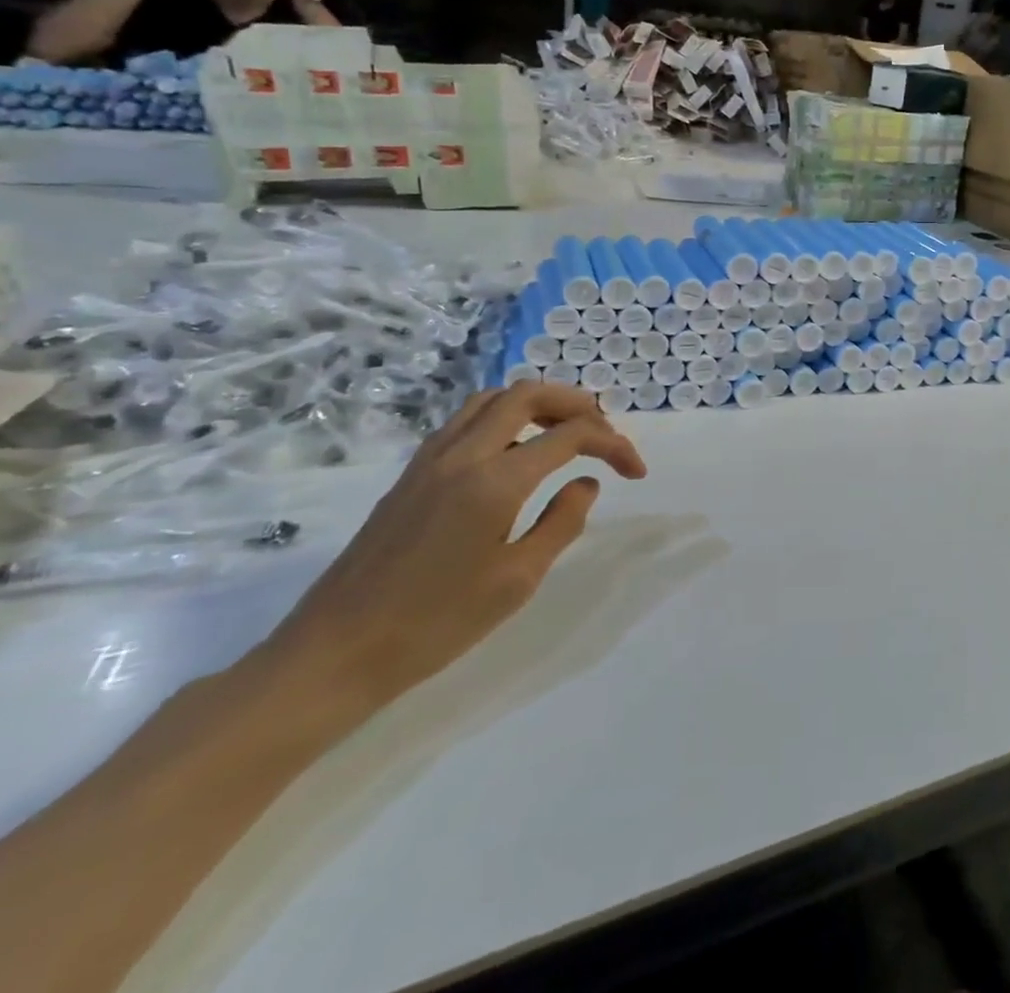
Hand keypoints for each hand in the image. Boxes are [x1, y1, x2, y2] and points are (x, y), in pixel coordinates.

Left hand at [260, 383, 646, 710]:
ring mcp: (430, 461)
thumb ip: (562, 523)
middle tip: (604, 434)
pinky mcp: (410, 475)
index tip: (635, 472)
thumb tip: (585, 483)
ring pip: (492, 400)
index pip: (571, 435)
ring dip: (537, 405)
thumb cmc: (435, 624)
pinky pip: (465, 421)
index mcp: (495, 481)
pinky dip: (503, 419)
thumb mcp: (518, 580)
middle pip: (529, 395)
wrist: (333, 655)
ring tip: (564, 434)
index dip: (614, 444)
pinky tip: (515, 454)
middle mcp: (462, 456)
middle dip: (578, 404)